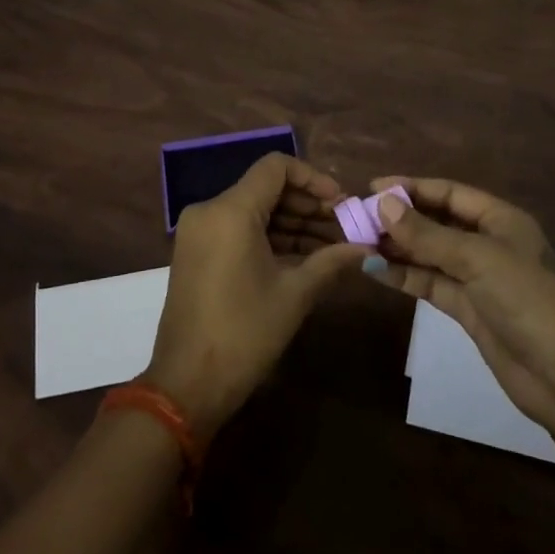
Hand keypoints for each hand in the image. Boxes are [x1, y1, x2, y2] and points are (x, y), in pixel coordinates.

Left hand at [145, 153, 369, 437]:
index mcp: (231, 210)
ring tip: (332, 245)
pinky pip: (239, 228)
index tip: (341, 203)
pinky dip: (270, 237)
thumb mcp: (294, 294)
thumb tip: (367, 249)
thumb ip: (331, 261)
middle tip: (344, 226)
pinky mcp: (197, 251)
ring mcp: (199, 231)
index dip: (313, 178)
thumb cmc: (244, 334)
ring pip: (254, 209)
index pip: (276, 167)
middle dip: (307, 205)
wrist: (187, 386)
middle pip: (266, 188)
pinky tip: (304, 256)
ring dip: (292, 223)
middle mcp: (210, 210)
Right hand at [366, 176, 554, 438]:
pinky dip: (404, 275)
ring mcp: (477, 277)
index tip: (373, 187)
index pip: (449, 193)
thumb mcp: (475, 258)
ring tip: (358, 242)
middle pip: (437, 222)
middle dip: (400, 219)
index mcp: (500, 219)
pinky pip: (430, 282)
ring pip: (429, 253)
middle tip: (358, 218)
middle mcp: (488, 242)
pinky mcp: (467, 308)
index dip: (412, 188)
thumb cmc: (524, 298)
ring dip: (397, 248)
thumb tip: (383, 204)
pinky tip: (374, 270)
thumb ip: (427, 234)